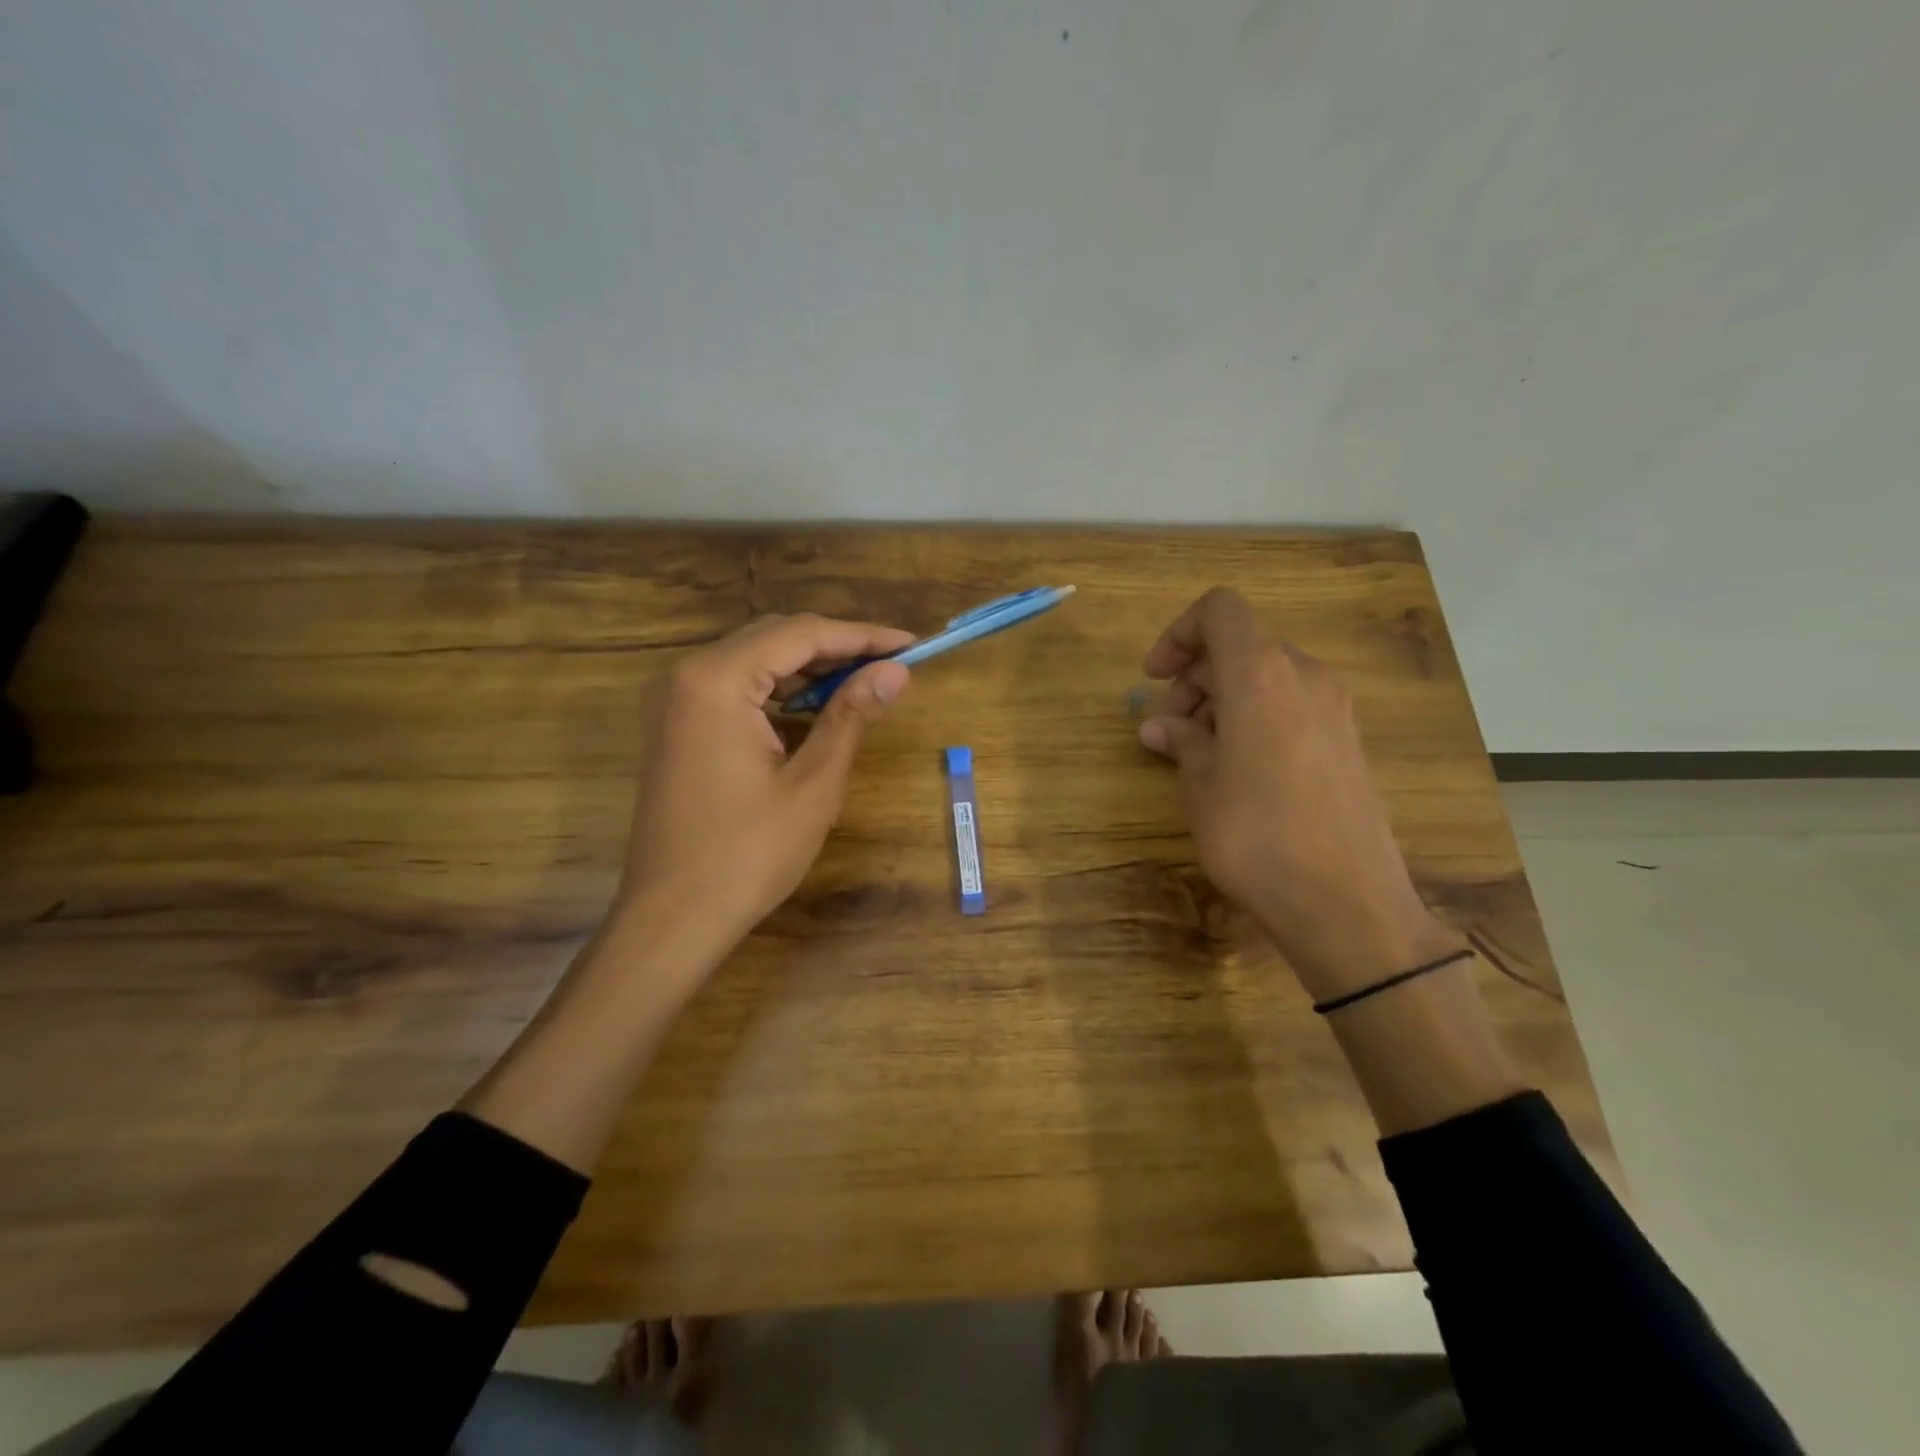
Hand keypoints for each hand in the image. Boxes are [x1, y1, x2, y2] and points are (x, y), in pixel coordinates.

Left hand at [616, 612, 913, 973]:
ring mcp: (673, 700)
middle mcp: (686, 675)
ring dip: (808, 669)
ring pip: (754, 660)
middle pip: (774, 638)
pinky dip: (777, 692)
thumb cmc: (748, 854)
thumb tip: (896, 670)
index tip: (912, 645)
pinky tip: (812, 711)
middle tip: (891, 666)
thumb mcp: (813, 783)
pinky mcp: (673, 725)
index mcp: (716, 680)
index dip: (863, 636)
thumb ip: (851, 715)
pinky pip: (733, 688)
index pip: (802, 634)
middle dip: (836, 648)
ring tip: (862, 685)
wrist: (672, 918)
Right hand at [1137, 588, 1460, 998]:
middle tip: (1167, 730)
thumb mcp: (1201, 784)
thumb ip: (1181, 741)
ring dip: (1222, 700)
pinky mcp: (1347, 740)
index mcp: (1261, 674)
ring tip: (1196, 753)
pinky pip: (1290, 704)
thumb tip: (1160, 728)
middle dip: (1194, 678)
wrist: (1346, 902)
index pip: (1219, 611)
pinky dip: (1255, 716)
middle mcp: (1304, 675)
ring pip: (1265, 676)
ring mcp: (1334, 707)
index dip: (1179, 634)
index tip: (1155, 678)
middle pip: (1240, 647)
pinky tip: (1236, 767)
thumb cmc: (1256, 835)